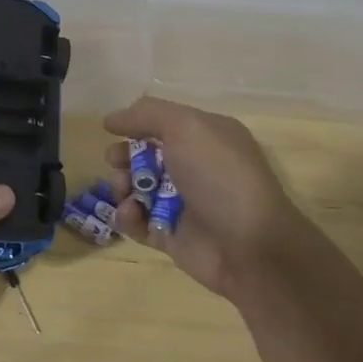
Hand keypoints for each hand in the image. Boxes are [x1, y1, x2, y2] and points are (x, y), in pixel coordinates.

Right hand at [103, 96, 312, 300]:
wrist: (250, 246)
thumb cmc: (219, 176)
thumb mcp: (187, 127)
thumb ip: (147, 114)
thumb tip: (112, 119)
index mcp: (206, 137)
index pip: (163, 123)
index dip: (136, 125)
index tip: (112, 130)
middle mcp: (194, 167)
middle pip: (144, 156)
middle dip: (123, 157)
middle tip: (116, 163)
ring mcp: (181, 203)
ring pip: (136, 189)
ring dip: (121, 186)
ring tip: (124, 192)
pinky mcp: (170, 235)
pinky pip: (138, 221)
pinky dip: (127, 216)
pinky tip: (130, 214)